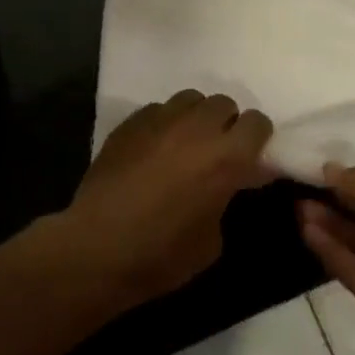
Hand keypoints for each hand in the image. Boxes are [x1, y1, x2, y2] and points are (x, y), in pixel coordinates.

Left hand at [56, 91, 272, 309]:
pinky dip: (164, 124)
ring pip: (190, 99)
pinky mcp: (130, 122)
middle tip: (216, 152)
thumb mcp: (212, 240)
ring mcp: (160, 120)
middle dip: (226, 124)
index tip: (250, 158)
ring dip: (196, 117)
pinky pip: (158, 109)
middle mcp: (196, 128)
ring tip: (185, 144)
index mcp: (226, 157)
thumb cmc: (162, 255)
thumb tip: (226, 184)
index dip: (257, 139)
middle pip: (224, 103)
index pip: (257, 124)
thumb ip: (225, 198)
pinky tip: (153, 149)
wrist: (97, 248)